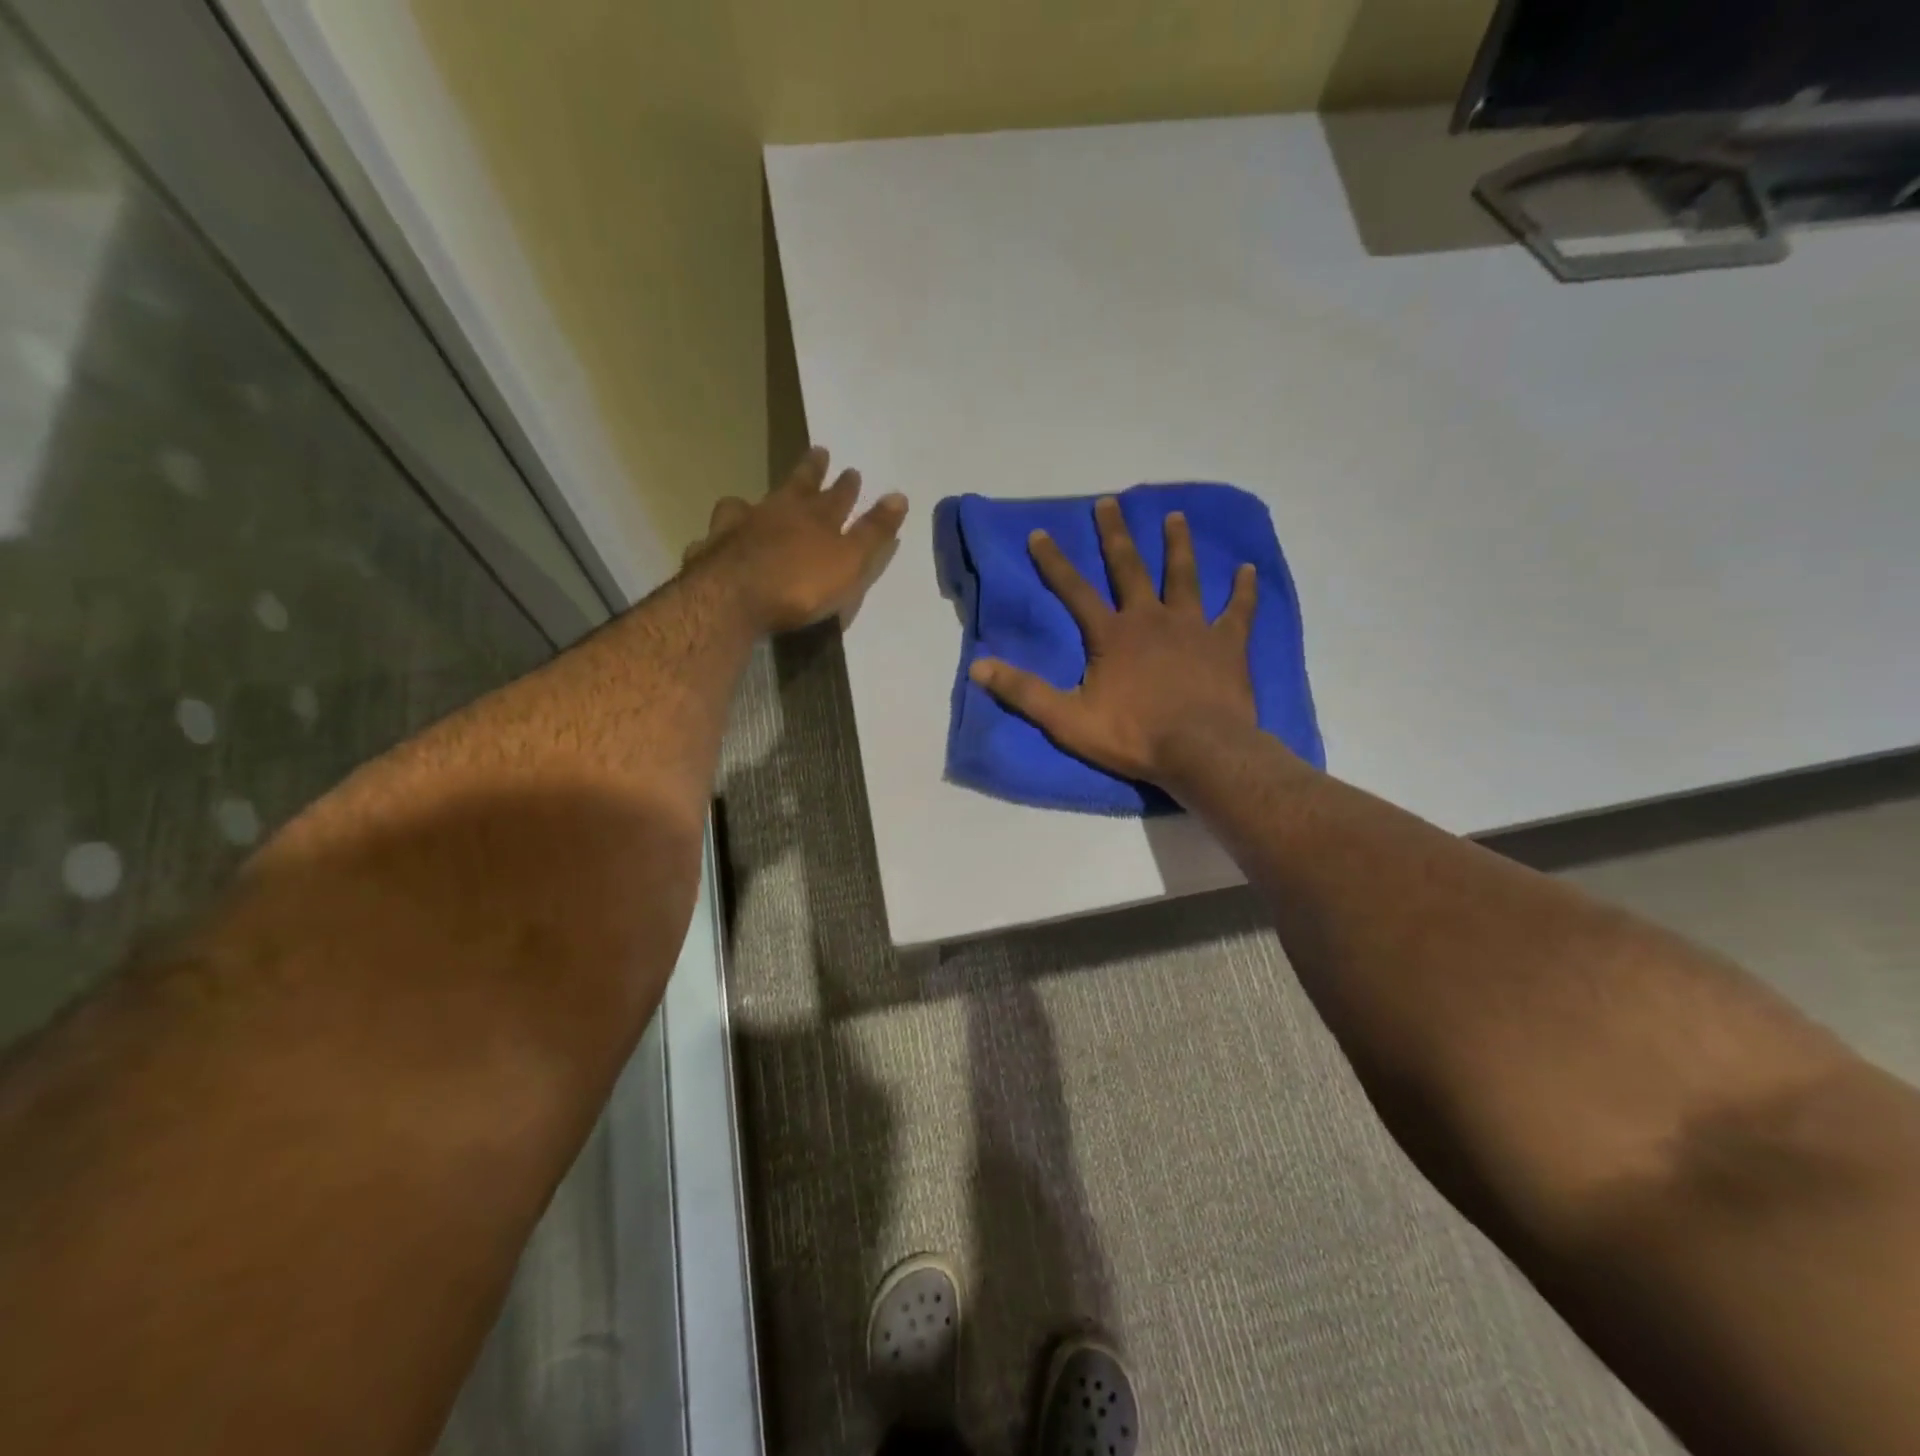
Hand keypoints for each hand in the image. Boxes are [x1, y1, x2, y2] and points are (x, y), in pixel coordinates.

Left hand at [683, 446, 907, 632]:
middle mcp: (776, 513)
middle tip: (817, 452)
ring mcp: (739, 528)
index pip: (837, 495)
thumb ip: (873, 531)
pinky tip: (715, 543)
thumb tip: (899, 495)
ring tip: (753, 501)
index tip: (852, 470)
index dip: (846, 485)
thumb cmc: (801, 584)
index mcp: (815, 517)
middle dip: (810, 471)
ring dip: (756, 501)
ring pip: (748, 505)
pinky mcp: (710, 550)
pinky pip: (715, 538)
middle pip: (795, 486)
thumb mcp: (851, 561)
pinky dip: (719, 538)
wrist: (735, 598)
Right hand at [970, 497, 1258, 785]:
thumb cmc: (1133, 736)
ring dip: (1177, 546)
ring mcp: (1193, 627)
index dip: (1055, 562)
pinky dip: (1243, 590)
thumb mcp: (1068, 719)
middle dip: (1116, 535)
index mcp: (1112, 635)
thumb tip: (978, 666)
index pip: (1075, 590)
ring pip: (1183, 577)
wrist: (1201, 751)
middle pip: (1130, 568)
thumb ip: (1024, 692)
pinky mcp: (1227, 644)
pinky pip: (1238, 610)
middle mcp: (1151, 619)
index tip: (1041, 533)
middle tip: (1109, 502)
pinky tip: (1248, 569)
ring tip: (1174, 516)